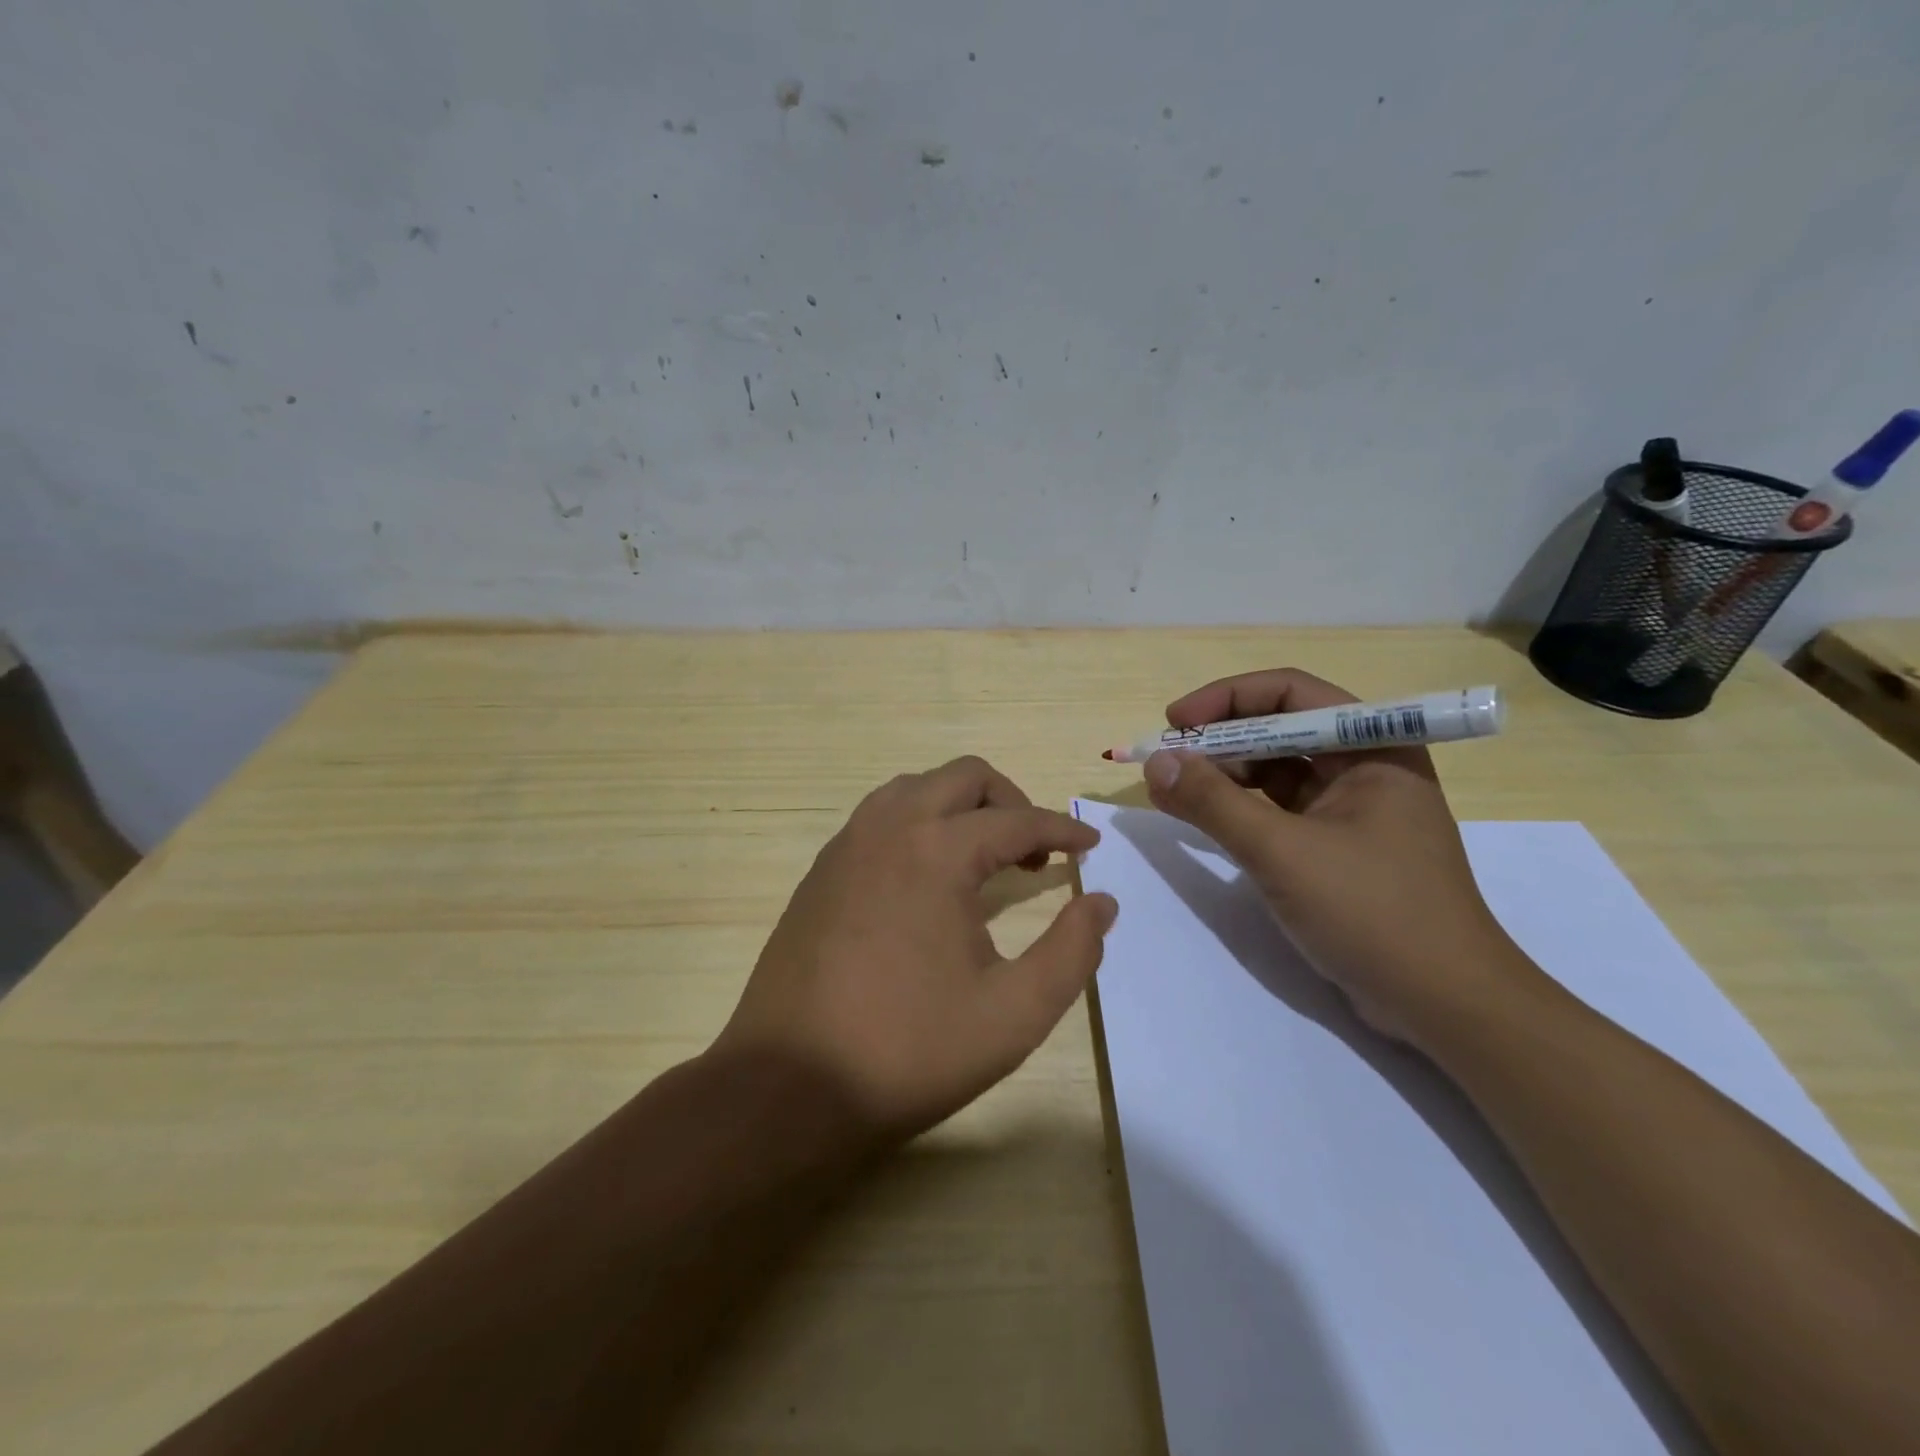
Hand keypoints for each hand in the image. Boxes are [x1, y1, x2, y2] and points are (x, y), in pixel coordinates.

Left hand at [717, 757, 1118, 1143]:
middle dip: (1010, 801)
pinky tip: (928, 877)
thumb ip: (1072, 951)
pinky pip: (880, 817)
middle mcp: (889, 828)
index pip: (1016, 820)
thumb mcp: (1013, 1013)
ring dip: (960, 806)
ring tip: (984, 856)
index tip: (1089, 846)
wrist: (787, 1087)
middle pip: (963, 777)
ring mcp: (846, 845)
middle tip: (1035, 851)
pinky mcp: (821, 871)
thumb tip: (1102, 903)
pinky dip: (919, 823)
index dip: (1061, 830)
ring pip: (915, 788)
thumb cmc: (908, 1051)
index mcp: (937, 851)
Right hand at [1142, 669, 1528, 1046]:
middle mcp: (1366, 766)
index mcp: (1373, 747)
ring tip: (1173, 792)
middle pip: (1280, 729)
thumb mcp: (1282, 852)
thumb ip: (1214, 802)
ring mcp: (1353, 809)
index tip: (1175, 722)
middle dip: (1219, 741)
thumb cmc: (1373, 913)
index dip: (1226, 699)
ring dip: (1224, 776)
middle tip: (1166, 763)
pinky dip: (1239, 810)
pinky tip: (1204, 819)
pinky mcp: (1338, 847)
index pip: (1291, 693)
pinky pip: (1279, 810)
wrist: (1445, 1005)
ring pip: (1276, 771)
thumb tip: (1156, 762)